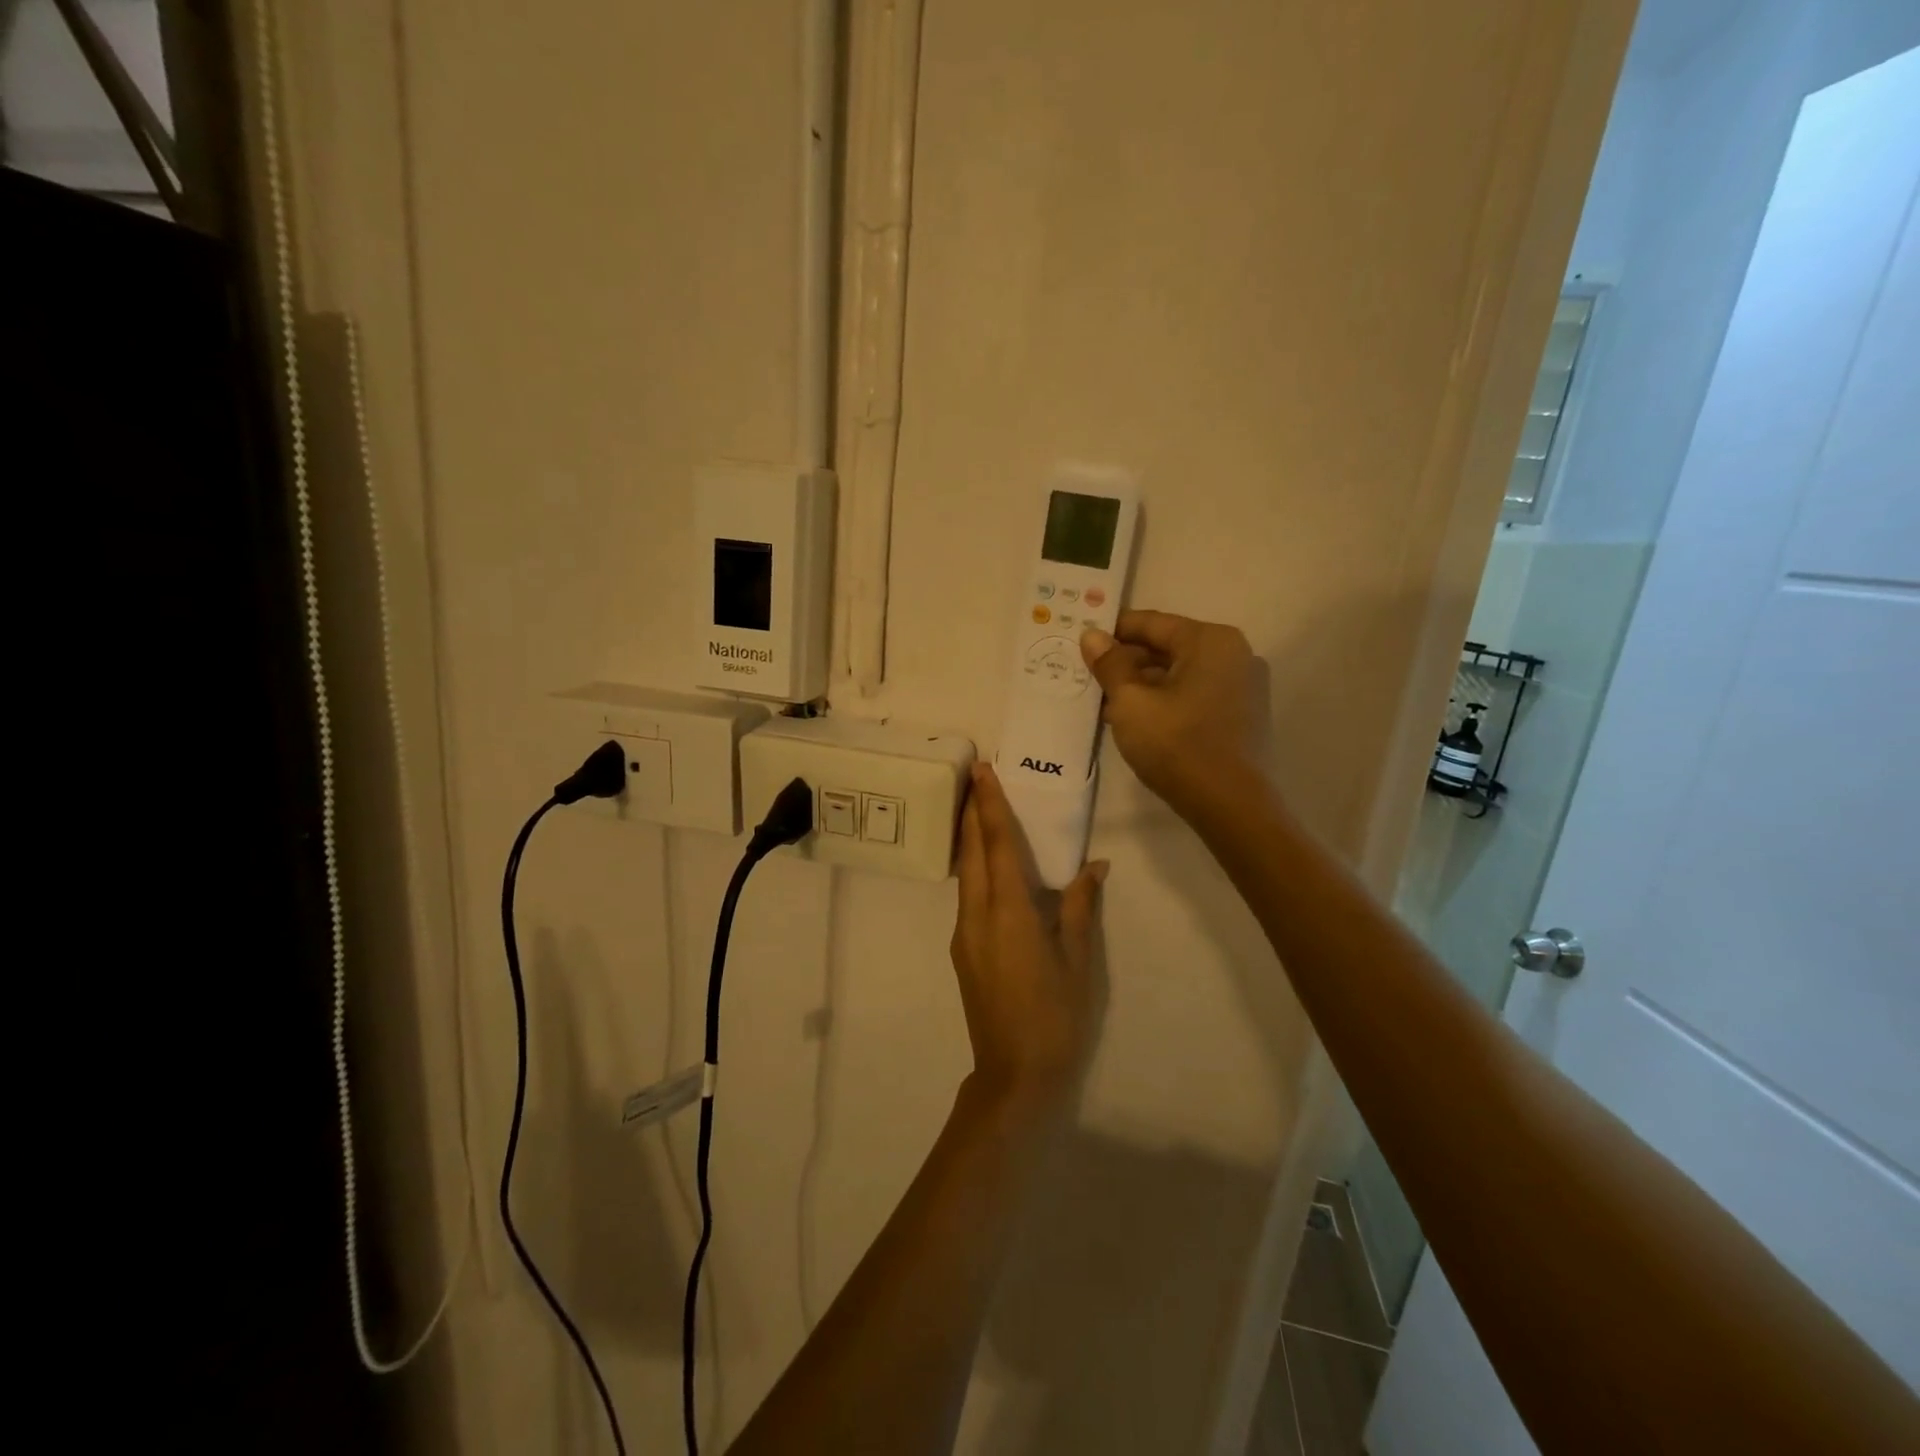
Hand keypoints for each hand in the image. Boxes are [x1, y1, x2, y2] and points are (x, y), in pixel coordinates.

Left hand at [951, 764, 1105, 1104]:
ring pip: (965, 873)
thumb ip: (1079, 907)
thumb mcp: (1078, 961)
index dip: (989, 805)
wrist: (1014, 1075)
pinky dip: (975, 869)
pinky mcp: (964, 950)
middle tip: (976, 777)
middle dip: (972, 812)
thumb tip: (1093, 866)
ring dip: (970, 839)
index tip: (982, 771)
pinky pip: (967, 895)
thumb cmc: (1056, 1017)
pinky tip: (989, 866)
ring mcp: (965, 934)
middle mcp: (978, 915)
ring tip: (980, 810)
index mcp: (1009, 912)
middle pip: (971, 852)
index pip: (996, 845)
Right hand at [1081, 610, 1265, 820]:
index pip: (1152, 623)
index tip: (1083, 645)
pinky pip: (1196, 694)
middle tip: (1090, 679)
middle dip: (1128, 662)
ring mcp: (1244, 685)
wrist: (1231, 806)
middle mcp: (1235, 654)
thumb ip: (1109, 664)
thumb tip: (1092, 635)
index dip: (1113, 632)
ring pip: (1181, 673)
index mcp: (1211, 641)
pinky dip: (1167, 701)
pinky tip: (1138, 721)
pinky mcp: (1243, 714)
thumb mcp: (1131, 702)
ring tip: (1107, 705)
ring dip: (1144, 685)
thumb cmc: (1177, 745)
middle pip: (1168, 647)